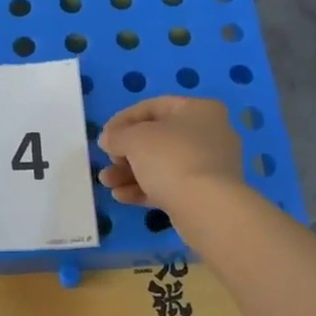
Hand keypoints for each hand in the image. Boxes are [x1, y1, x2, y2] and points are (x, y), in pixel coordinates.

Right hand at [97, 96, 244, 213]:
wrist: (207, 208)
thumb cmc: (171, 159)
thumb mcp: (135, 139)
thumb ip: (117, 135)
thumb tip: (109, 139)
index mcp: (199, 109)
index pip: (153, 107)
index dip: (123, 120)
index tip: (105, 136)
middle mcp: (210, 134)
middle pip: (157, 138)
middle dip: (125, 152)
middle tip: (107, 161)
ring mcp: (209, 166)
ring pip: (161, 164)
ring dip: (130, 172)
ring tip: (107, 182)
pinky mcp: (205, 193)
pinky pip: (170, 185)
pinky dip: (145, 188)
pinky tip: (121, 196)